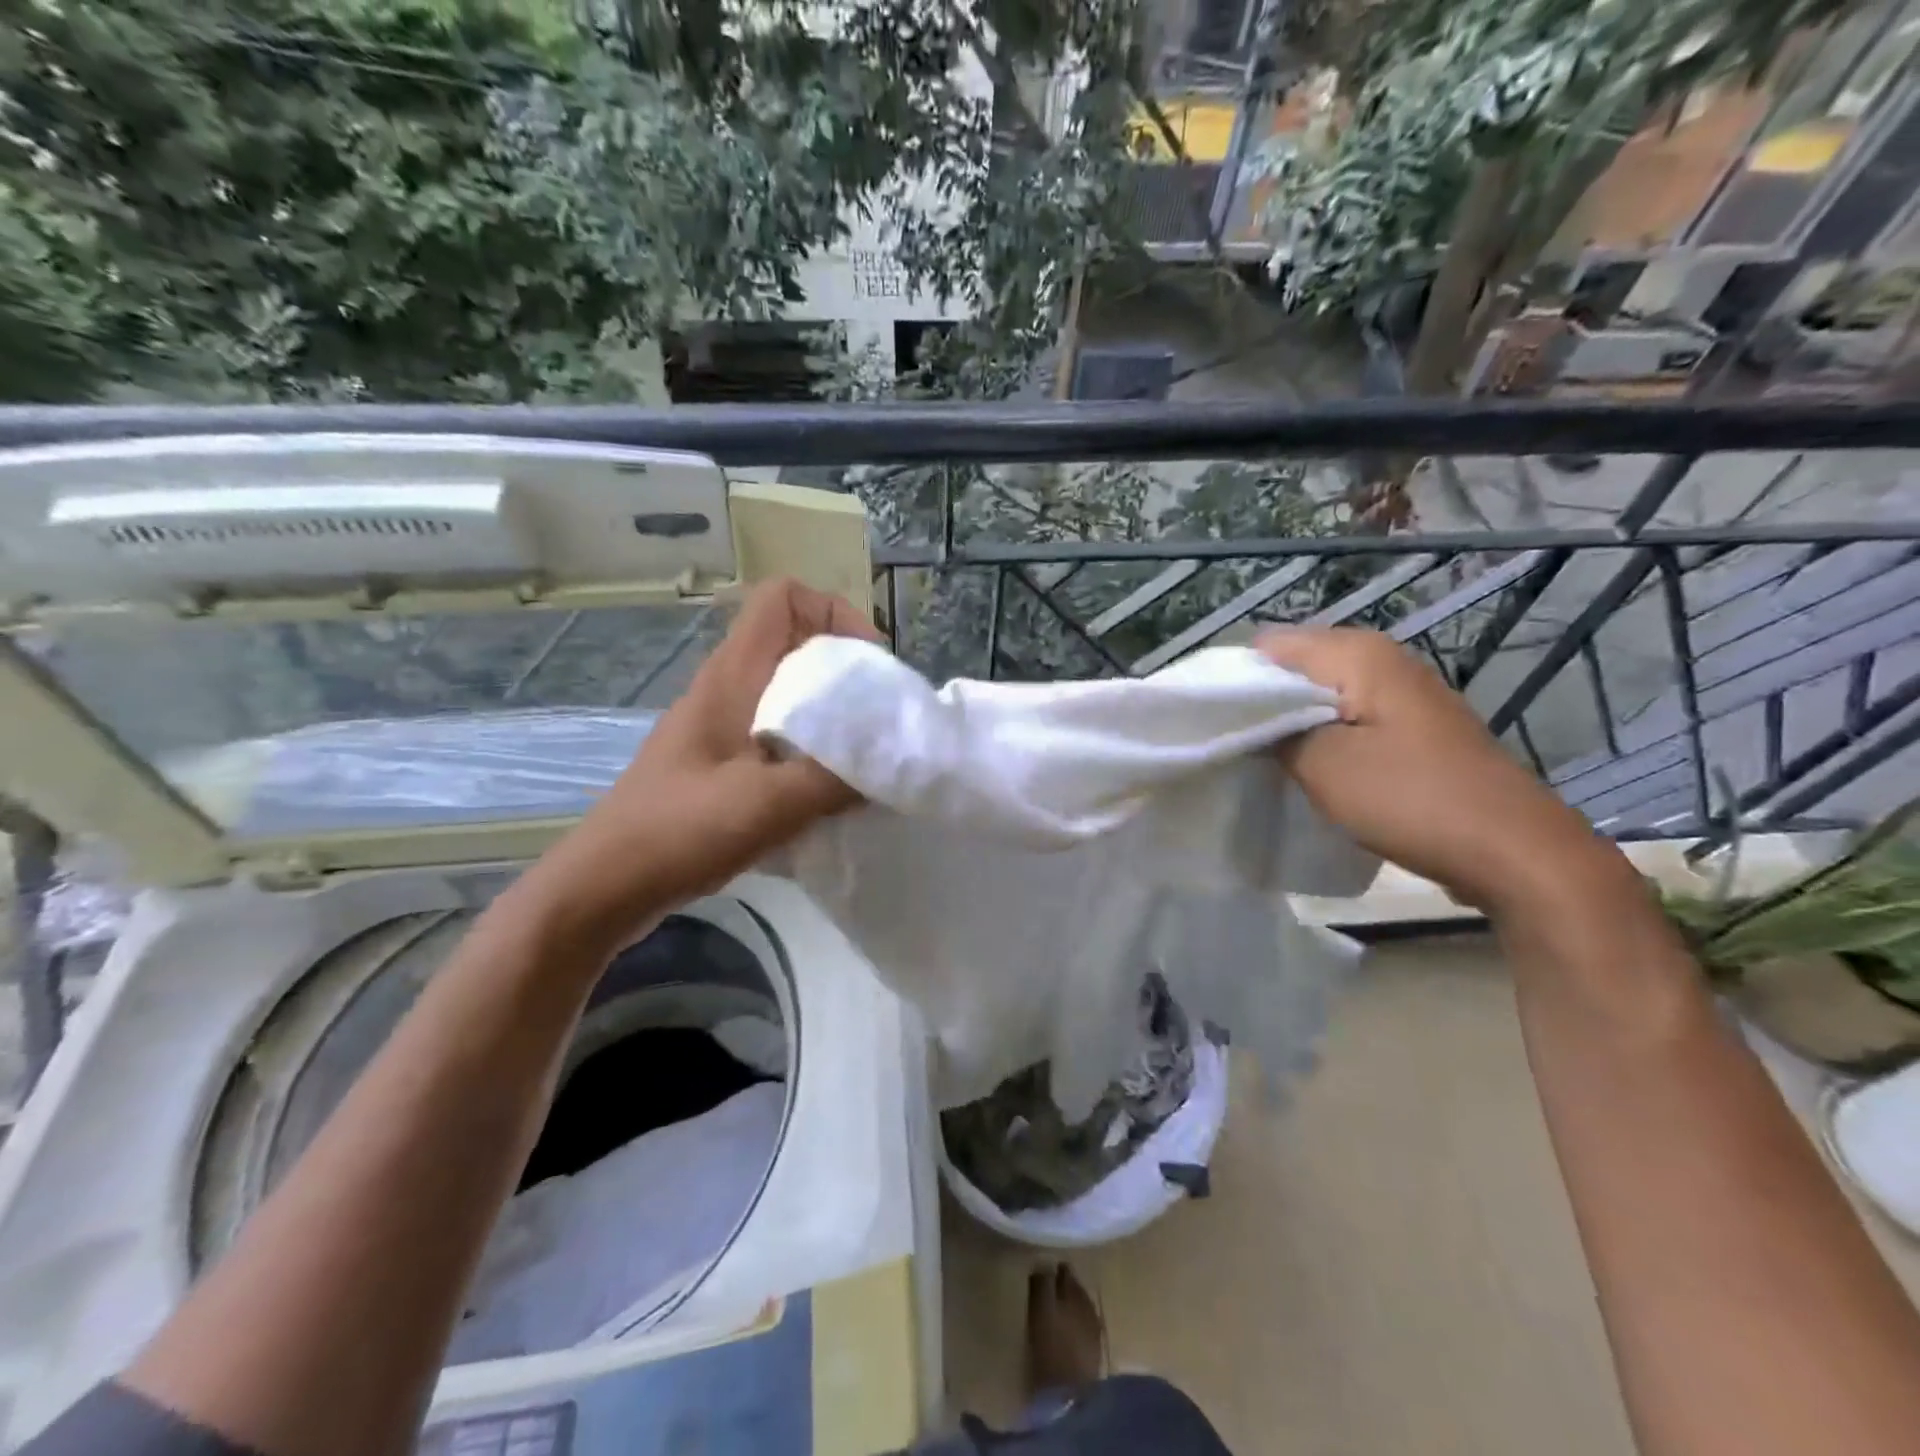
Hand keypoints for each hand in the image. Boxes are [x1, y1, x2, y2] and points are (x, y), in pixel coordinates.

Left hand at [526, 579, 880, 937]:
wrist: (606, 884)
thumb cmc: (681, 830)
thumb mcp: (769, 803)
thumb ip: (837, 778)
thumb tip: (891, 764)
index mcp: (734, 676)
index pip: (783, 599)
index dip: (833, 614)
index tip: (869, 668)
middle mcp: (728, 689)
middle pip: (797, 645)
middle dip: (847, 672)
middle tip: (879, 719)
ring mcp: (722, 727)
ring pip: (791, 694)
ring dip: (832, 716)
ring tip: (863, 756)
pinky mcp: (721, 764)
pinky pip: (780, 736)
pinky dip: (812, 753)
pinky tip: (828, 794)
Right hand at [1256, 626, 1612, 913]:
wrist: (1514, 850)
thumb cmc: (1410, 798)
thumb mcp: (1322, 765)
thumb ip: (1272, 732)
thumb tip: (1244, 717)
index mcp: (1357, 654)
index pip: (1268, 646)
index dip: (1233, 679)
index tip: (1209, 720)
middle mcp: (1381, 659)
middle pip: (1294, 667)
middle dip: (1259, 701)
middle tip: (1229, 742)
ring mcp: (1401, 692)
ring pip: (1320, 694)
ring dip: (1288, 722)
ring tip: (1259, 757)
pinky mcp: (1411, 726)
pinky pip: (1346, 716)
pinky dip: (1319, 735)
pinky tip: (1305, 767)